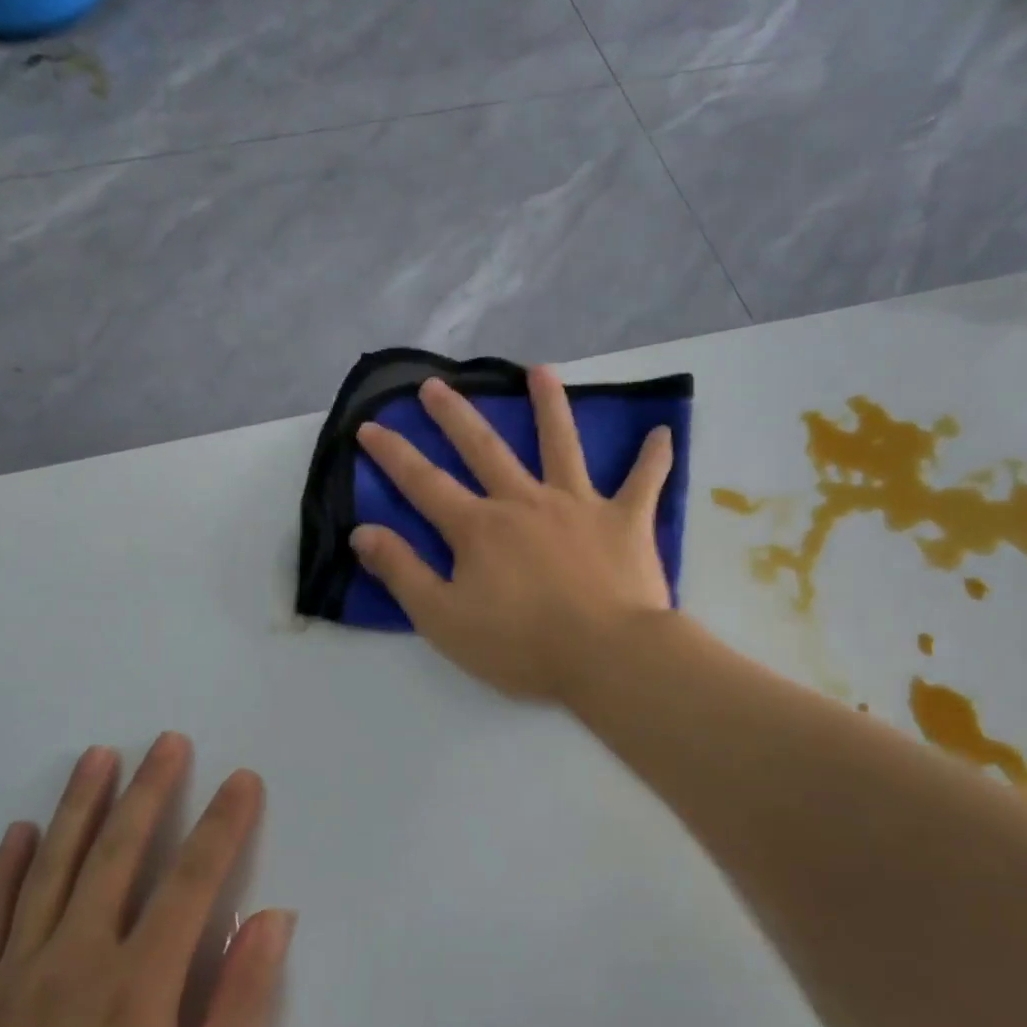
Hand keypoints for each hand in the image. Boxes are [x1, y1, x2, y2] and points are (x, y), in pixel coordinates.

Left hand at [0, 735, 294, 1026]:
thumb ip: (240, 1007)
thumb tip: (271, 918)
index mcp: (136, 989)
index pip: (192, 882)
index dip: (222, 824)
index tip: (241, 779)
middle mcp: (72, 966)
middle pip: (117, 856)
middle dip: (149, 791)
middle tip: (169, 740)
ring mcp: (9, 981)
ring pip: (49, 871)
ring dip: (79, 807)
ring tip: (100, 755)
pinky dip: (6, 868)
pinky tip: (22, 830)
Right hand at [350, 366, 674, 701]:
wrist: (605, 656)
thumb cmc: (520, 645)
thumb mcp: (442, 619)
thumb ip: (402, 572)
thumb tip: (363, 531)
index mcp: (479, 528)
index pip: (424, 483)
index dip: (393, 455)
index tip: (370, 425)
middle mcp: (524, 502)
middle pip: (485, 449)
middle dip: (456, 416)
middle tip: (437, 384)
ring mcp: (578, 505)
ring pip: (561, 445)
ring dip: (550, 406)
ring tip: (540, 371)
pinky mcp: (625, 521)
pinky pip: (643, 482)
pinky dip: (653, 457)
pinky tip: (662, 432)